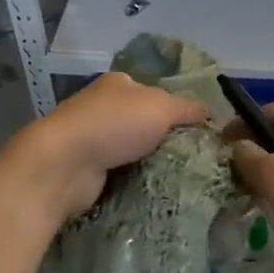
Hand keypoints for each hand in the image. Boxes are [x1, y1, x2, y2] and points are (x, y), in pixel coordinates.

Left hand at [5, 72, 207, 225]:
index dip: (177, 109)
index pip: (155, 92)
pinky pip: (120, 172)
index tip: (199, 131)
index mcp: (118, 83)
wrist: (64, 164)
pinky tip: (155, 189)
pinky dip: (134, 178)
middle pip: (144, 121)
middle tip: (194, 158)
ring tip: (181, 177)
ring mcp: (92, 138)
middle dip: (165, 138)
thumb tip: (210, 111)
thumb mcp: (161, 107)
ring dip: (150, 161)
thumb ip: (188, 109)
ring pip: (133, 148)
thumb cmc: (114, 125)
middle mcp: (103, 106)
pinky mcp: (87, 168)